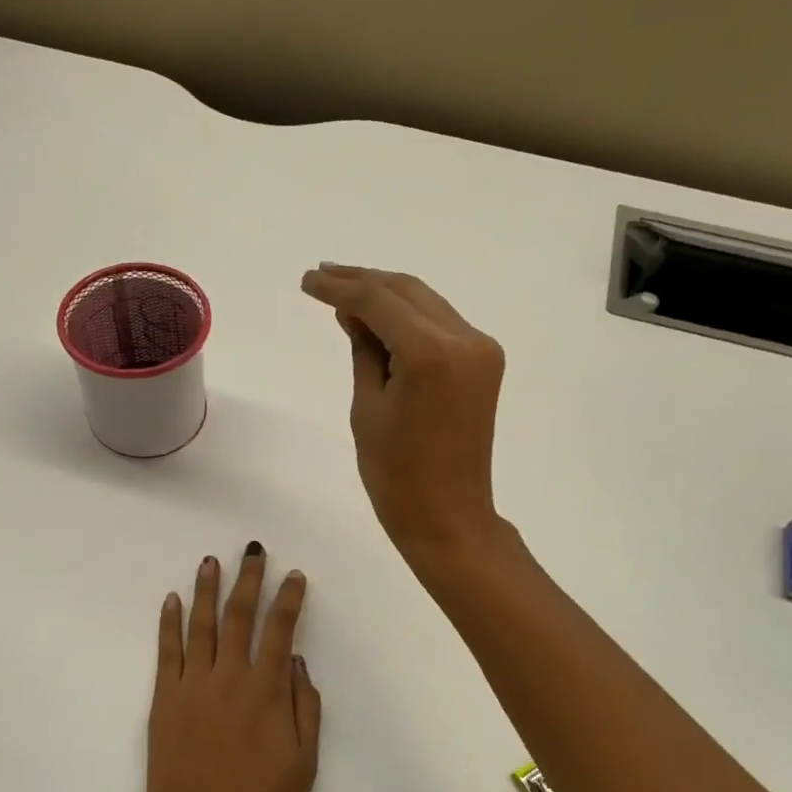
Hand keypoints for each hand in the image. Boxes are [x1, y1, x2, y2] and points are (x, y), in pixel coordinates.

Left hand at [142, 545, 321, 791]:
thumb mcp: (304, 766)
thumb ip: (305, 709)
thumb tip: (298, 662)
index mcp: (266, 694)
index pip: (280, 632)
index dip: (288, 600)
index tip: (294, 575)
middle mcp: (228, 680)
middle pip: (239, 617)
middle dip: (248, 580)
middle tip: (253, 551)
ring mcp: (191, 688)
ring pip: (200, 626)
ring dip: (206, 590)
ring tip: (210, 561)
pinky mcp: (162, 703)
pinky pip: (166, 653)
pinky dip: (168, 624)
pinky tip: (171, 600)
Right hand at [299, 263, 506, 553]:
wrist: (448, 516)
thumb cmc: (396, 474)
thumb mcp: (367, 406)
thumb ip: (363, 348)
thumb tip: (351, 312)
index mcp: (431, 353)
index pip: (378, 300)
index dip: (339, 287)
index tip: (307, 281)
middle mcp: (465, 339)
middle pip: (407, 290)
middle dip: (362, 280)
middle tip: (321, 275)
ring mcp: (480, 349)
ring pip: (426, 302)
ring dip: (386, 294)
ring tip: (342, 290)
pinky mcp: (484, 362)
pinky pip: (440, 324)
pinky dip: (408, 317)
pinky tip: (377, 318)